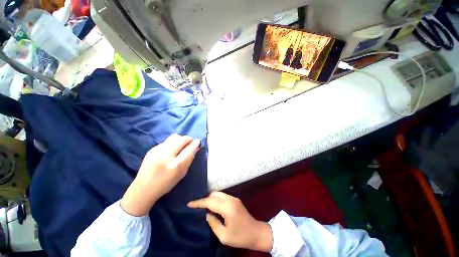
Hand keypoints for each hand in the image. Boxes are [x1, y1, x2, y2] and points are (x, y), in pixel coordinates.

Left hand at [121, 134, 200, 215]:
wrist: (144, 188)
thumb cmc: (166, 183)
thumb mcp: (182, 173)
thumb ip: (190, 159)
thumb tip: (196, 147)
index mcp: (176, 165)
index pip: (189, 149)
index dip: (195, 143)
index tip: (198, 141)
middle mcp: (166, 156)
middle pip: (181, 139)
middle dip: (188, 139)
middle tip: (190, 142)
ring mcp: (157, 151)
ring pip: (174, 137)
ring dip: (180, 139)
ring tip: (181, 145)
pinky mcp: (152, 149)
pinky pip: (166, 141)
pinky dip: (172, 143)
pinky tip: (171, 150)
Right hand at [188, 192, 272, 251]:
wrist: (256, 232)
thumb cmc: (240, 237)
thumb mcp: (224, 236)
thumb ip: (213, 223)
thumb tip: (207, 214)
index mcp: (228, 208)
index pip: (210, 202)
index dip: (199, 202)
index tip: (189, 204)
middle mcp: (231, 199)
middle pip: (214, 194)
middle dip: (204, 199)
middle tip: (196, 207)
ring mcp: (234, 198)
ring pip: (218, 194)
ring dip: (210, 198)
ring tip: (203, 206)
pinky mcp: (235, 200)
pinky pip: (223, 196)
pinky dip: (216, 199)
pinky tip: (213, 206)